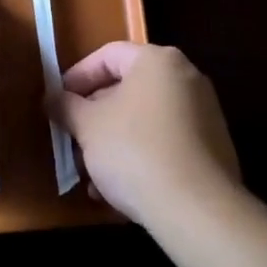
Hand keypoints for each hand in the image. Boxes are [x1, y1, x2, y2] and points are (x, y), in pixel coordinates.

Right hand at [54, 42, 240, 225]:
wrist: (197, 211)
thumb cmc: (135, 151)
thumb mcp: (87, 126)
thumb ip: (65, 106)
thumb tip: (52, 98)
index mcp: (157, 61)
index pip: (108, 55)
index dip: (77, 77)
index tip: (58, 102)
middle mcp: (186, 79)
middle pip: (128, 89)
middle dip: (95, 116)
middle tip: (72, 139)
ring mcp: (204, 115)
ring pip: (144, 121)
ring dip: (113, 143)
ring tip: (91, 175)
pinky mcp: (213, 151)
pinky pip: (165, 144)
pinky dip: (140, 159)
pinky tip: (119, 192)